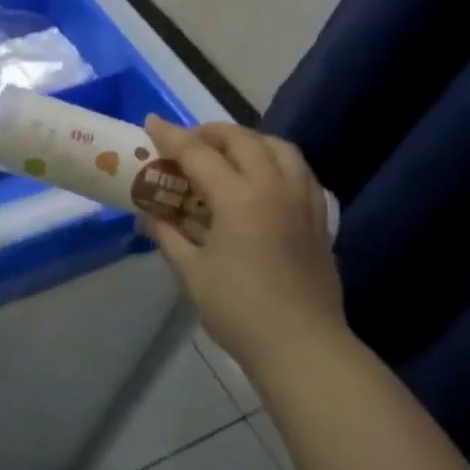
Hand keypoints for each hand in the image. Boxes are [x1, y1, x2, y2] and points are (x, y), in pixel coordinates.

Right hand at [141, 116, 346, 372]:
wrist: (303, 347)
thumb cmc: (239, 310)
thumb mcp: (191, 272)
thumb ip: (168, 235)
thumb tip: (149, 214)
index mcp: (239, 199)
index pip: (199, 154)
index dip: (171, 136)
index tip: (151, 122)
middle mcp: (274, 189)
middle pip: (243, 140)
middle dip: (211, 132)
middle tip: (188, 143)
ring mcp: (303, 202)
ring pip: (280, 148)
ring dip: (249, 141)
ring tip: (227, 154)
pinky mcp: (320, 220)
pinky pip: (300, 172)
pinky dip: (276, 162)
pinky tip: (262, 181)